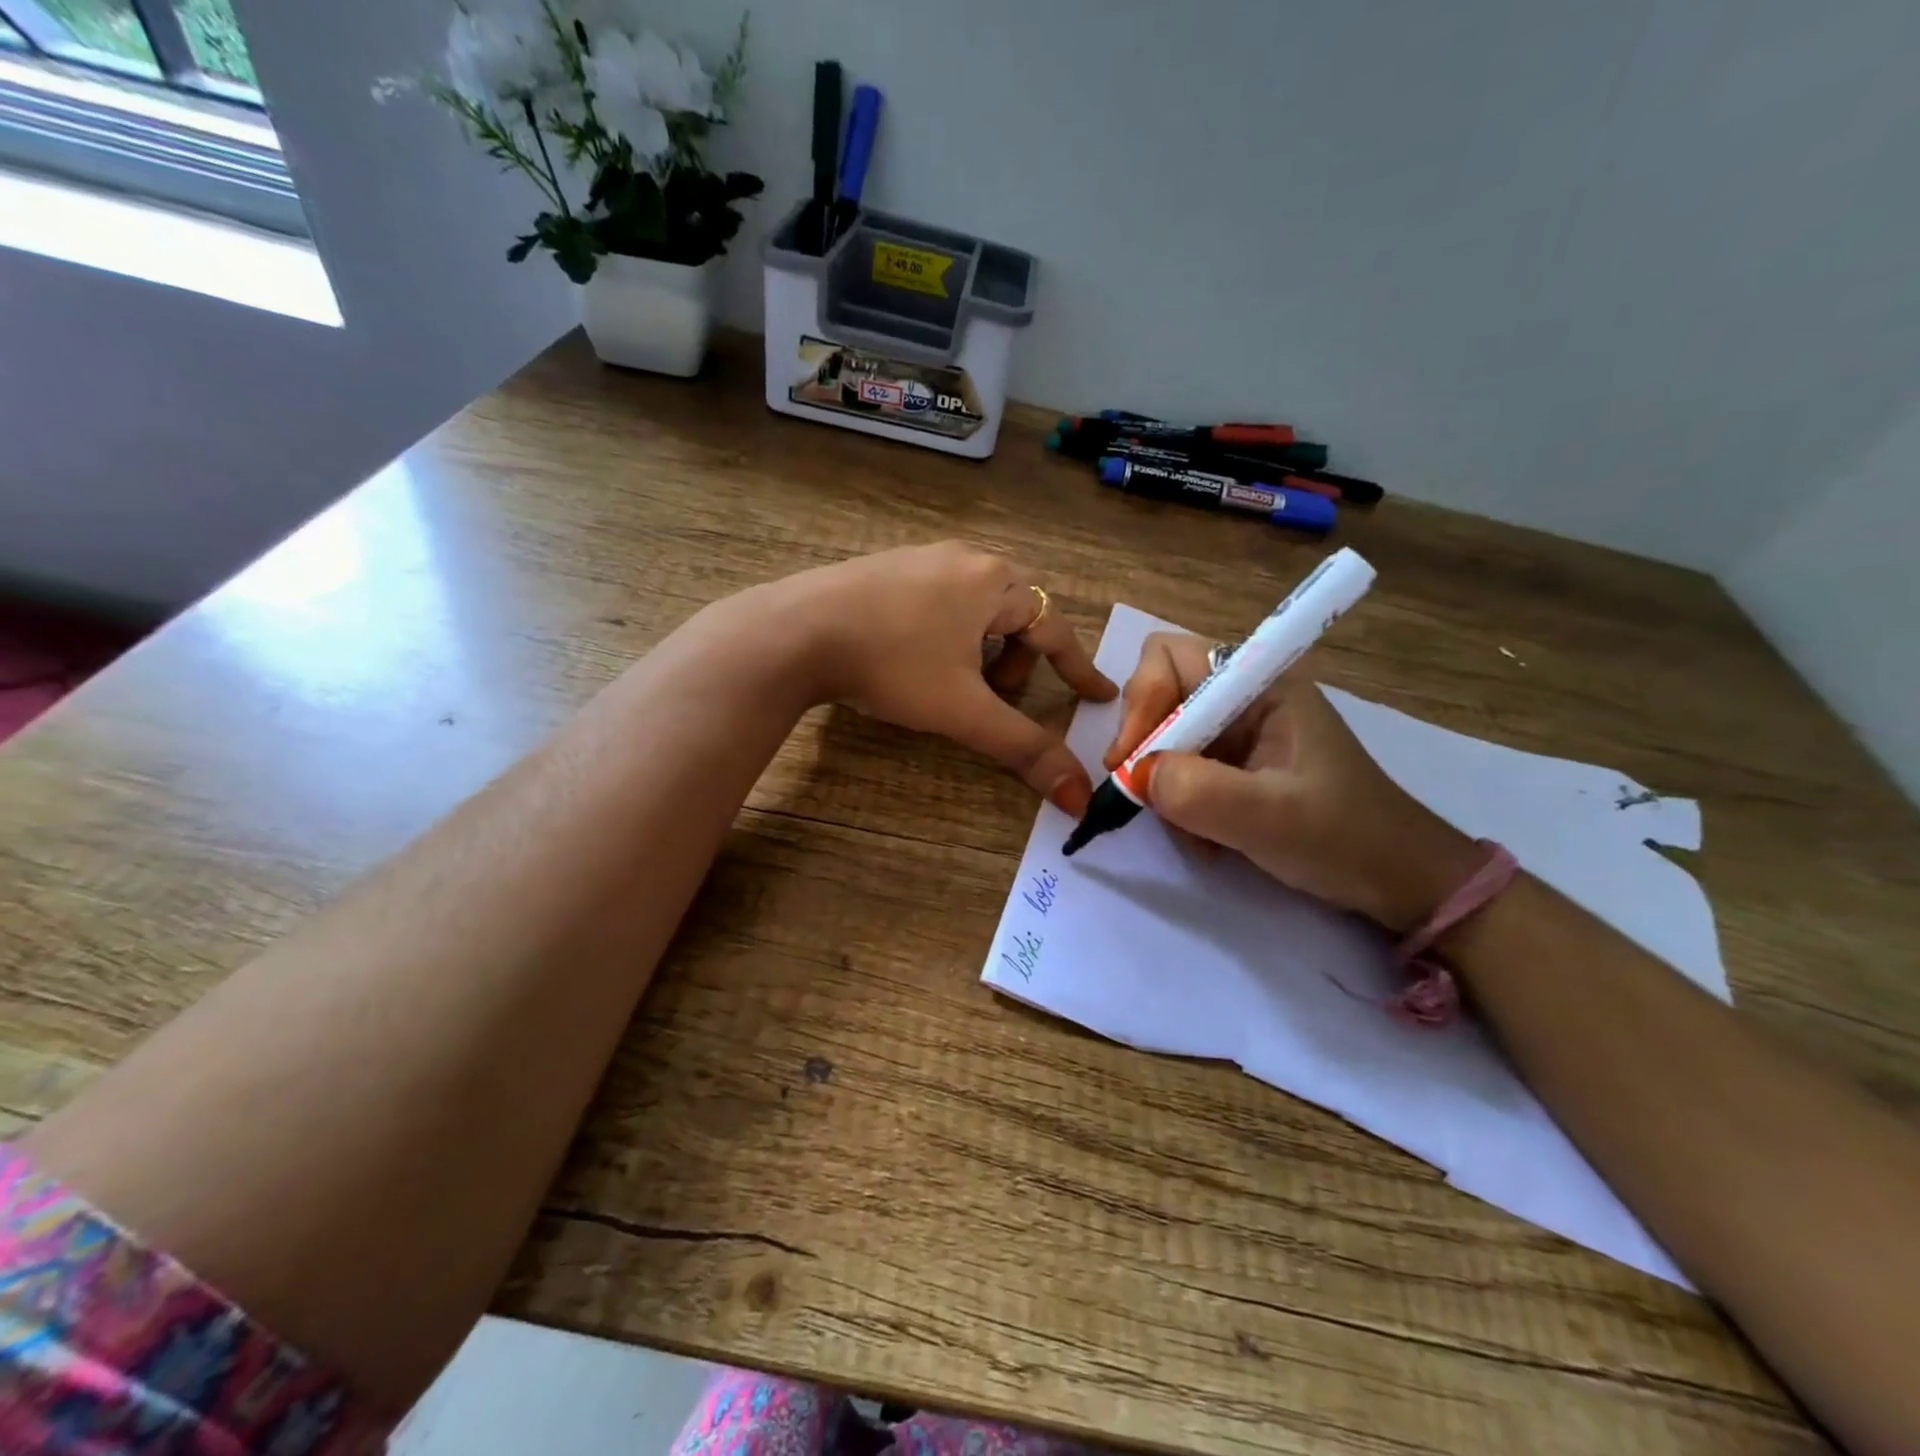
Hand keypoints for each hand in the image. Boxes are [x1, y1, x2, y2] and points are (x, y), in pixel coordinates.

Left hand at [777, 542, 1117, 813]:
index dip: (1078, 669)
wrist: (796, 631)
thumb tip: (1079, 797)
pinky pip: (941, 597)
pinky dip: (949, 630)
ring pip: (977, 604)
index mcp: (995, 583)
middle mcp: (966, 558)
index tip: (1097, 694)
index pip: (1055, 630)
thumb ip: (1024, 748)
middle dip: (1019, 658)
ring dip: (982, 645)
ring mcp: (923, 557)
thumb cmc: (892, 664)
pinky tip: (915, 655)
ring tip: (954, 679)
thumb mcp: (964, 711)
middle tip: (1001, 693)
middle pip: (1017, 613)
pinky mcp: (887, 566)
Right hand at [1107, 632, 1477, 931]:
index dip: (1142, 700)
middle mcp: (1242, 695)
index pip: (1170, 656)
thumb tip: (1134, 776)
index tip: (1131, 760)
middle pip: (1158, 693)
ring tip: (1193, 832)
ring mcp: (1236, 731)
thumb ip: (1199, 791)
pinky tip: (1206, 838)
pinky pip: (1179, 770)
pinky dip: (1178, 803)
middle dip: (1144, 745)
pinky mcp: (1232, 764)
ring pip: (1162, 737)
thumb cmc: (1345, 838)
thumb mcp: (1272, 817)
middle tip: (1144, 795)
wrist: (1396, 880)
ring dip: (1161, 785)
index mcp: (1261, 682)